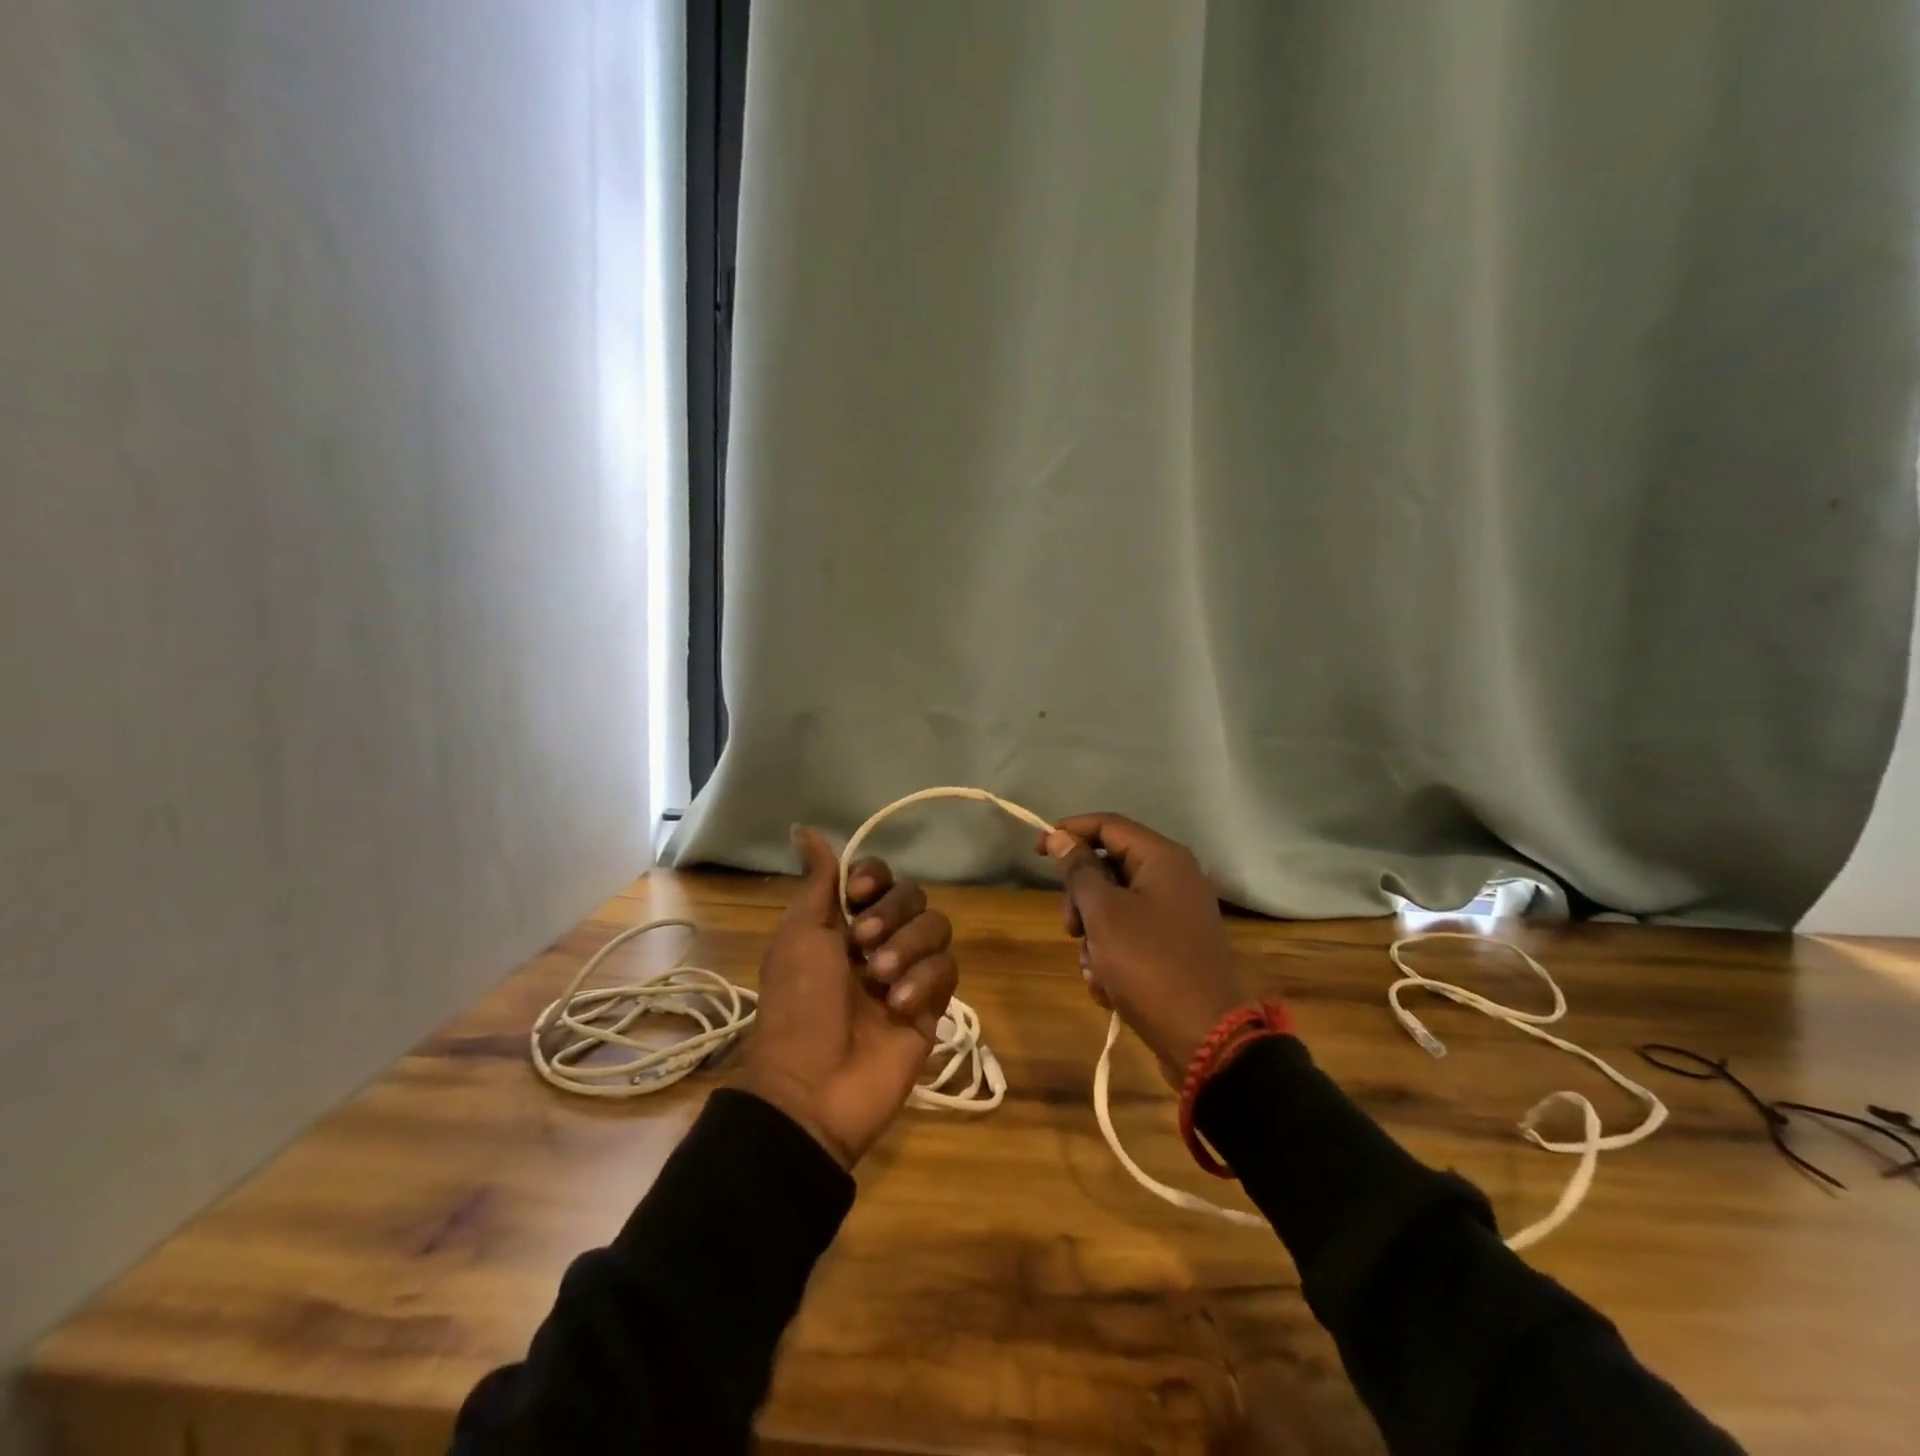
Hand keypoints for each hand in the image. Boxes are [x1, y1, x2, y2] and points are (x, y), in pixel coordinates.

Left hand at [738, 827, 957, 1168]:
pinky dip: (925, 982)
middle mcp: (879, 941)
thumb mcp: (799, 936)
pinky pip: (948, 970)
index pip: (879, 876)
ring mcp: (908, 973)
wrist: (814, 1087)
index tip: (857, 892)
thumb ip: (817, 882)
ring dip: (909, 948)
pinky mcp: (934, 1005)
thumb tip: (803, 828)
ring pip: (937, 928)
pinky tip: (899, 1008)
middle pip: (913, 897)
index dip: (874, 877)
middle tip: (863, 946)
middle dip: (891, 915)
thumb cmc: (798, 1005)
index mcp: (843, 922)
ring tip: (880, 981)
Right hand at [1037, 813, 1249, 1083]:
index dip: (1068, 832)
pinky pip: (1130, 935)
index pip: (1107, 825)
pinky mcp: (1173, 947)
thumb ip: (1079, 870)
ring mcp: (1176, 914)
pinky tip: (1107, 986)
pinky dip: (1112, 955)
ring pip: (1114, 906)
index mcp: (1163, 858)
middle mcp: (1174, 878)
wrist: (1204, 1038)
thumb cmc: (1149, 965)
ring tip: (1093, 967)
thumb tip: (1061, 836)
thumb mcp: (1104, 913)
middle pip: (1109, 867)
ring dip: (1093, 934)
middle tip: (1070, 927)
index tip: (1036, 852)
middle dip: (1081, 898)